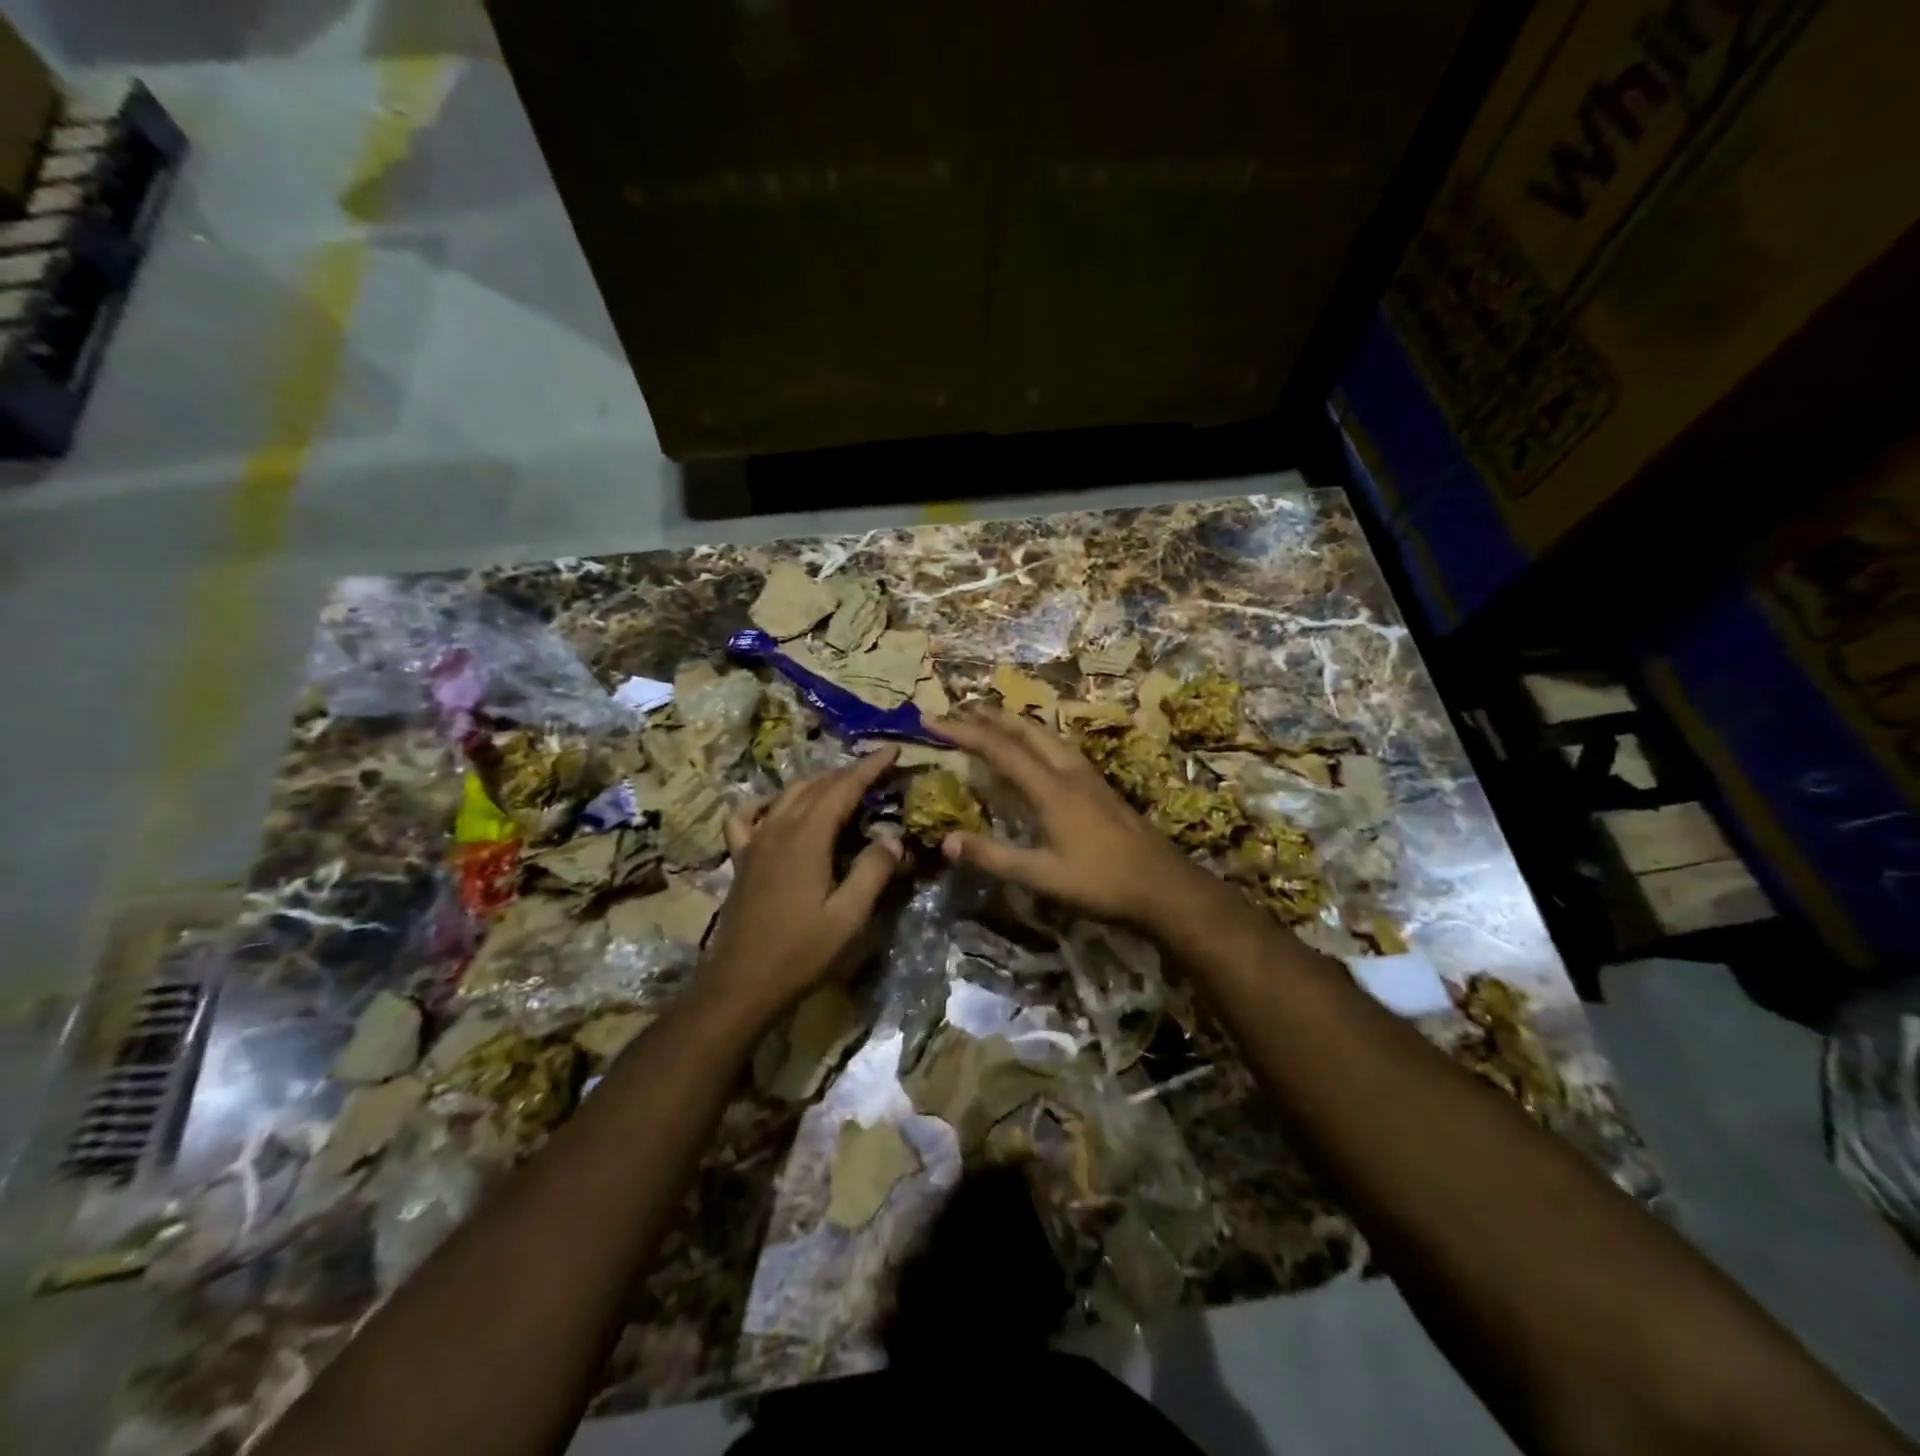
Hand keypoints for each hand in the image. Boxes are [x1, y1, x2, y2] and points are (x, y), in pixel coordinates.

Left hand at [702, 748, 905, 1018]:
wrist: (740, 984)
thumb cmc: (800, 952)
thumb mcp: (848, 917)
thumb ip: (873, 871)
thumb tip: (892, 839)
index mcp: (807, 838)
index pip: (843, 788)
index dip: (869, 768)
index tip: (892, 751)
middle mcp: (778, 829)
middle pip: (816, 786)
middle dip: (848, 772)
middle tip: (877, 771)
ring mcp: (755, 842)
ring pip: (787, 795)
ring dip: (817, 783)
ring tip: (842, 784)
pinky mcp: (741, 859)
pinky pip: (748, 816)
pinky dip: (766, 803)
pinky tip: (777, 808)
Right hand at [931, 710, 1215, 932]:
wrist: (1163, 885)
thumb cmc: (1101, 882)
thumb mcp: (1042, 876)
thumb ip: (994, 857)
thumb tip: (946, 841)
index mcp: (1050, 789)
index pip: (999, 750)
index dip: (963, 732)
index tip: (932, 720)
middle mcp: (1068, 772)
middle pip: (1025, 731)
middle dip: (990, 717)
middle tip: (959, 710)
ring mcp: (1088, 776)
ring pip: (1046, 735)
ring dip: (1015, 724)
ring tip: (993, 720)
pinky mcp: (1100, 786)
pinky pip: (1060, 747)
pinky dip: (1036, 738)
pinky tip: (1038, 750)